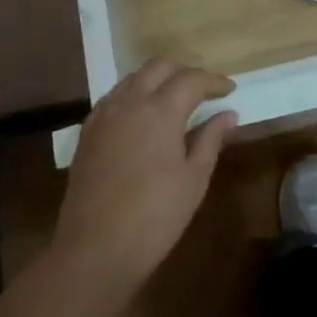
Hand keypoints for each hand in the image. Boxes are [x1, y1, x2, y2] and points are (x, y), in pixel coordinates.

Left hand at [51, 61, 237, 298]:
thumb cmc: (155, 216)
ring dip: (157, 80)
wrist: (95, 249)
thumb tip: (228, 114)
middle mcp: (129, 102)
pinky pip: (113, 98)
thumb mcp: (194, 179)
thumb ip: (211, 139)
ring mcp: (103, 115)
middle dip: (184, 72)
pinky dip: (133, 96)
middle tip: (203, 90)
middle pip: (159, 67)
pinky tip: (142, 118)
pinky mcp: (87, 132)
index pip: (191, 79)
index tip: (229, 90)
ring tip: (174, 100)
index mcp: (160, 110)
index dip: (213, 81)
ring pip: (133, 78)